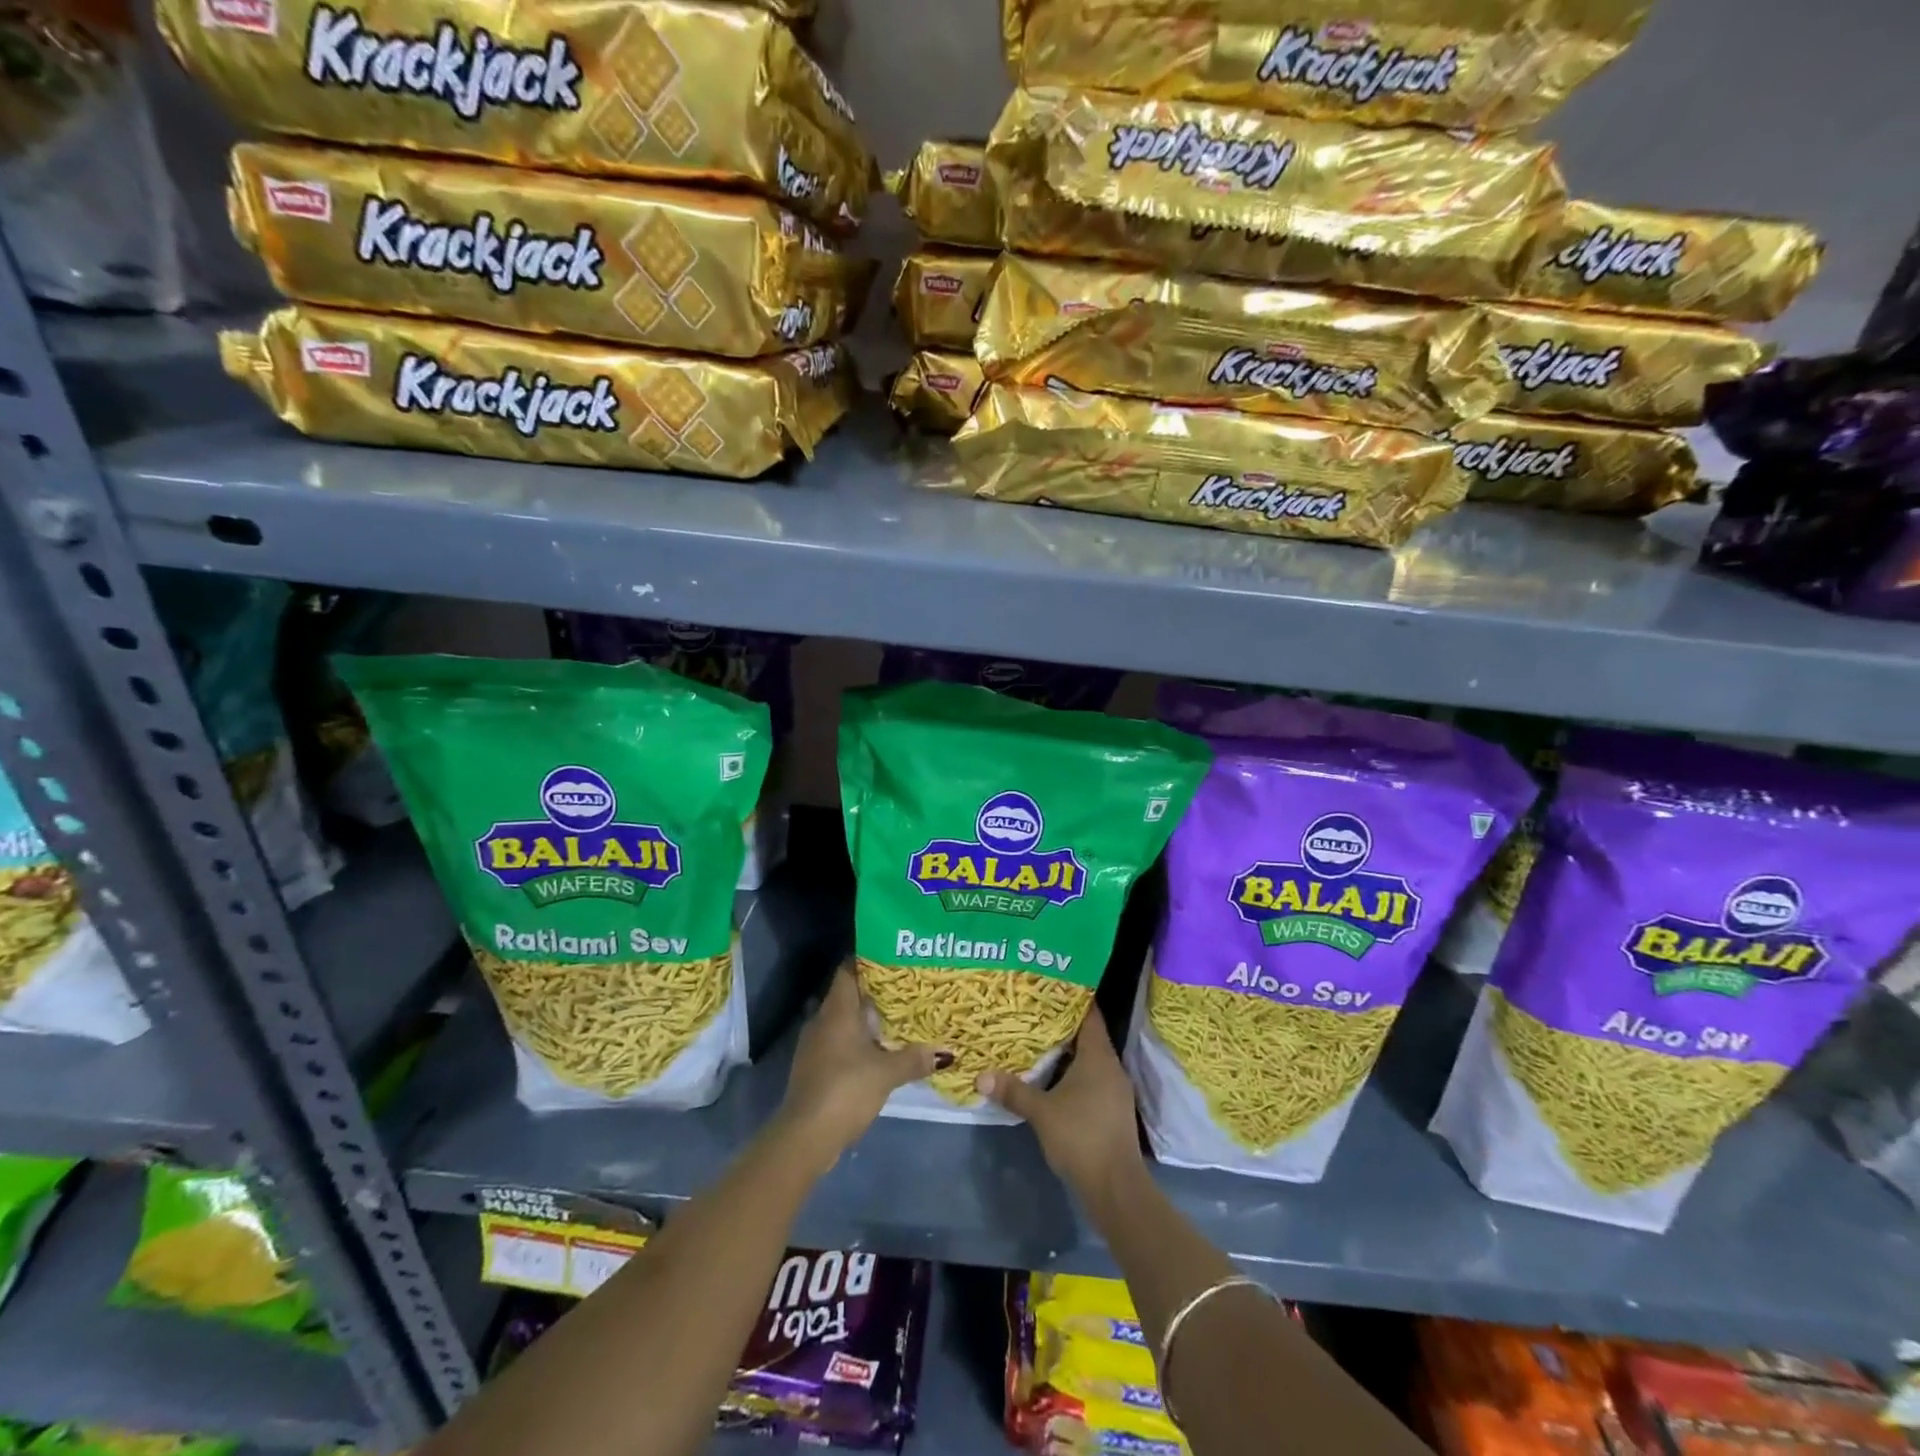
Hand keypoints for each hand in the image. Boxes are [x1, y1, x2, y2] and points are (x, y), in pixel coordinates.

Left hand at [776, 964, 942, 1172]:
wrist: (806, 1136)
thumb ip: (913, 1059)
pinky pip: (838, 1043)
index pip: (848, 971)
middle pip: (847, 996)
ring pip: (842, 1021)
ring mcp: (814, 1046)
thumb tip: (944, 1052)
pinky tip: (877, 1052)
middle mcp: (822, 1021)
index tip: (892, 957)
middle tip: (904, 989)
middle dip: (873, 992)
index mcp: (836, 1011)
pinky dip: (856, 1042)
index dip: (867, 961)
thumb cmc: (845, 1089)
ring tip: (896, 1019)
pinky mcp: (814, 1068)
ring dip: (865, 1020)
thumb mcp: (886, 1073)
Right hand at [976, 1007, 1144, 1206]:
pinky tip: (1051, 1079)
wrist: (1116, 1188)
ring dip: (1066, 1052)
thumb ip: (1013, 1091)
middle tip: (1033, 1012)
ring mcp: (1115, 1090)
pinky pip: (1092, 1079)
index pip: (1089, 1014)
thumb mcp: (1041, 1112)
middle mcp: (1111, 1066)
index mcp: (1099, 1056)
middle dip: (1062, 1025)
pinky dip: (1073, 1073)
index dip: (1072, 998)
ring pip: (1089, 1059)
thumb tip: (981, 1076)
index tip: (1049, 987)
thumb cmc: (1081, 1137)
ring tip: (1036, 1042)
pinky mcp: (1112, 1110)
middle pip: (1088, 1035)